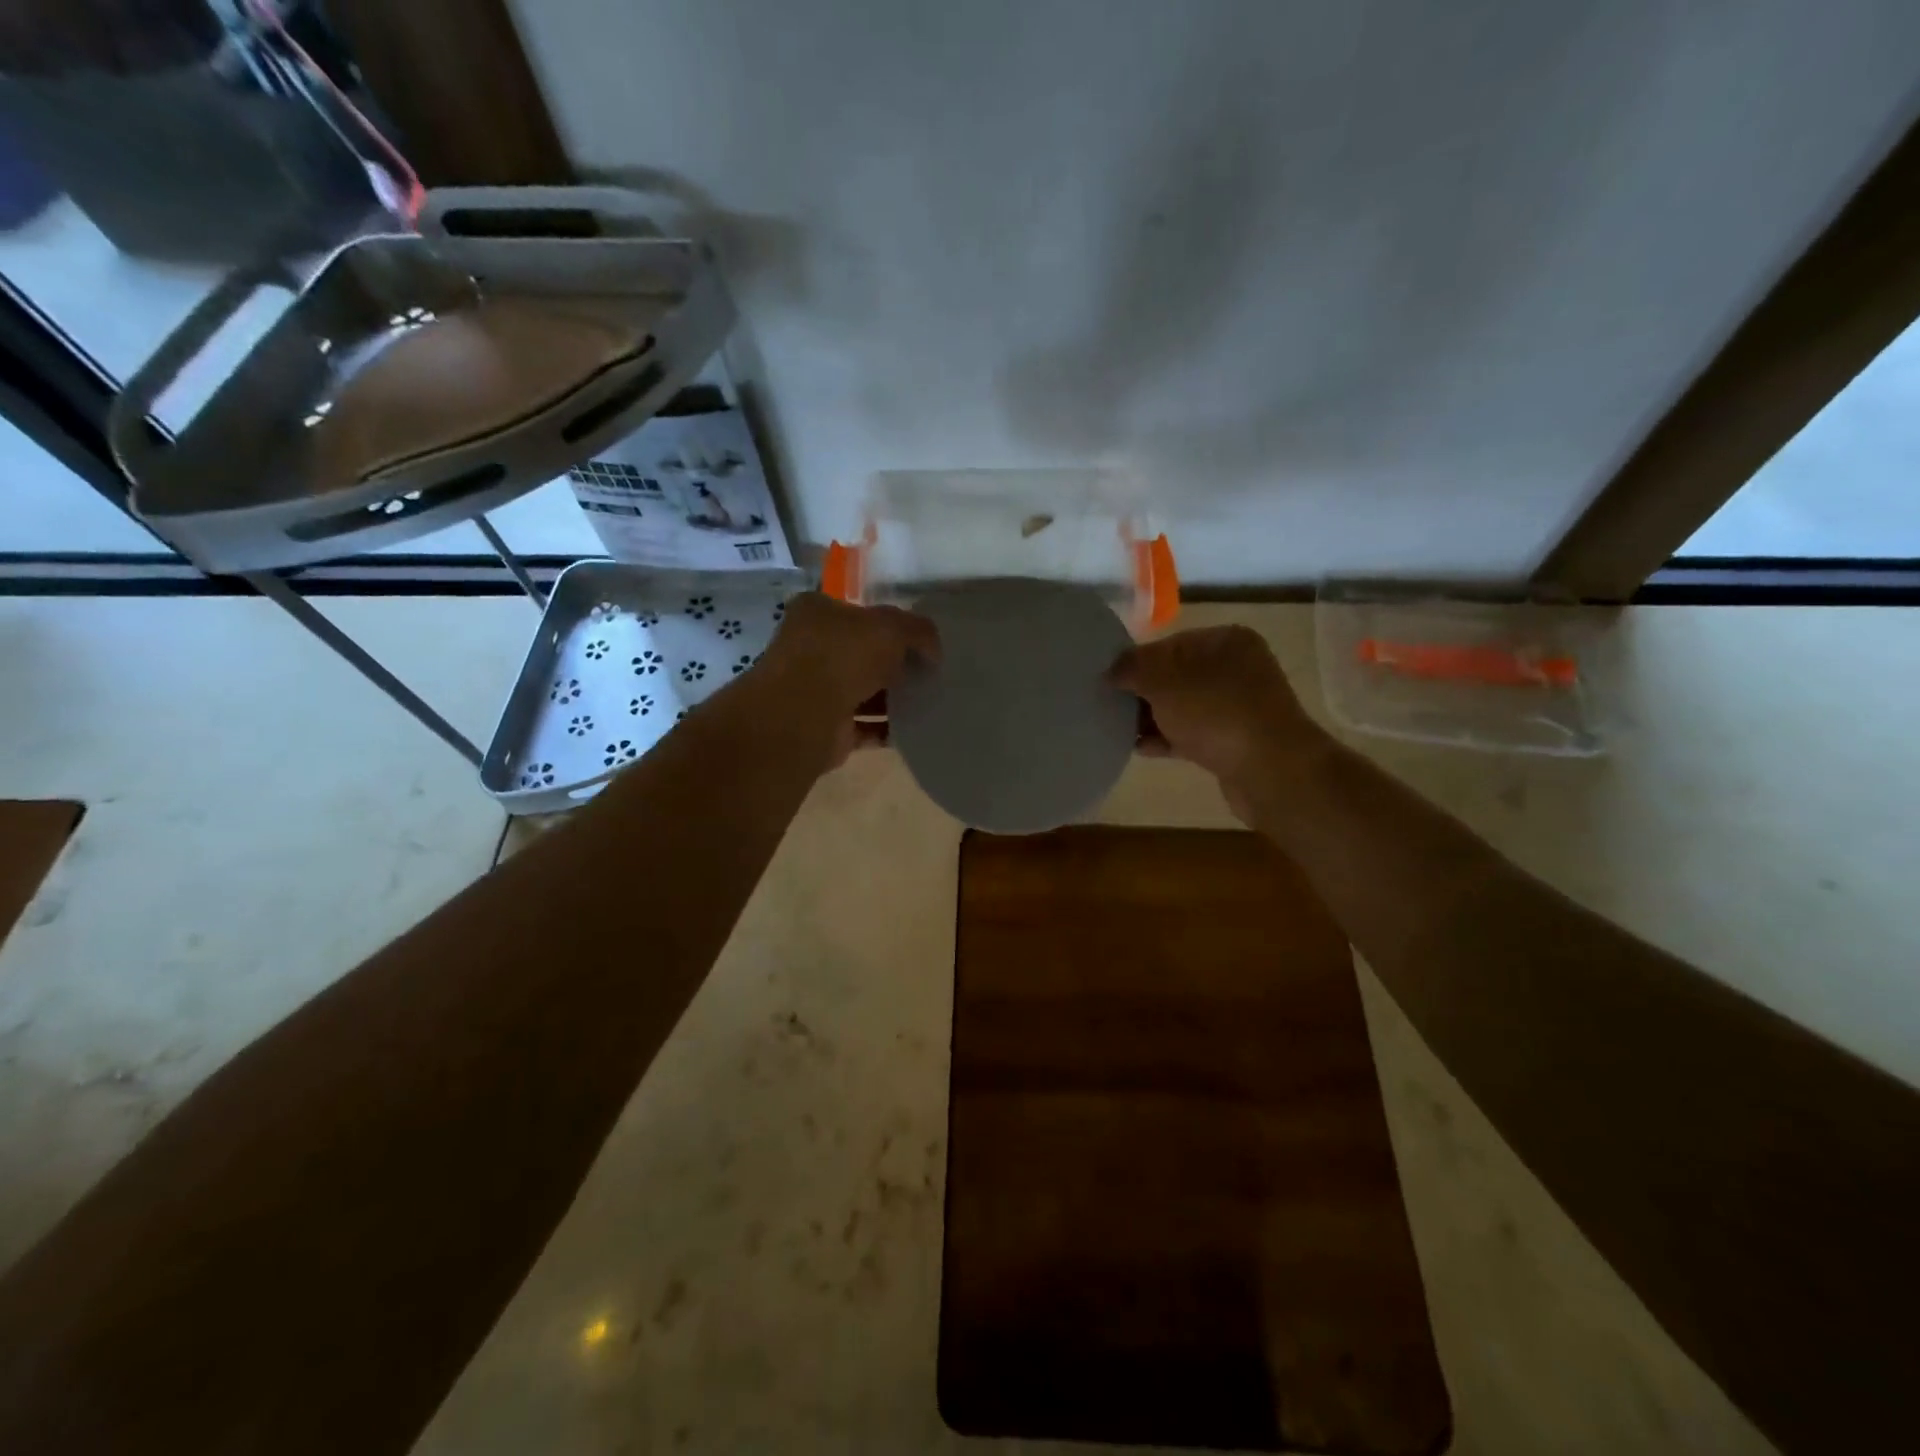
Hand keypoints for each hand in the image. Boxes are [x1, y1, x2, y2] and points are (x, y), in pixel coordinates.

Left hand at [753, 593, 940, 766]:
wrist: (805, 716)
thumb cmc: (843, 656)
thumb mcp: (891, 627)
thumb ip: (918, 630)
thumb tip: (933, 650)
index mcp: (817, 612)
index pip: (859, 612)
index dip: (891, 623)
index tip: (920, 640)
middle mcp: (810, 648)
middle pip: (861, 653)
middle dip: (892, 664)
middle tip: (928, 672)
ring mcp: (814, 690)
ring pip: (862, 691)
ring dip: (891, 699)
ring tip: (927, 701)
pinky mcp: (825, 728)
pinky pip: (863, 727)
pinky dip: (885, 729)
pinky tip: (913, 730)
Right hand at [1108, 626, 1326, 822]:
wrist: (1271, 770)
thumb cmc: (1216, 713)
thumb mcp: (1164, 682)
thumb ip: (1133, 669)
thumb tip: (1112, 670)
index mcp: (1225, 641)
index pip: (1169, 644)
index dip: (1136, 661)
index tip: (1108, 681)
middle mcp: (1236, 668)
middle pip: (1176, 676)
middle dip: (1143, 691)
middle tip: (1108, 705)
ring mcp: (1238, 707)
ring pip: (1183, 707)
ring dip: (1153, 718)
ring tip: (1117, 729)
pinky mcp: (1235, 741)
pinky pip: (1192, 734)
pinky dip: (1167, 739)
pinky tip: (1140, 748)